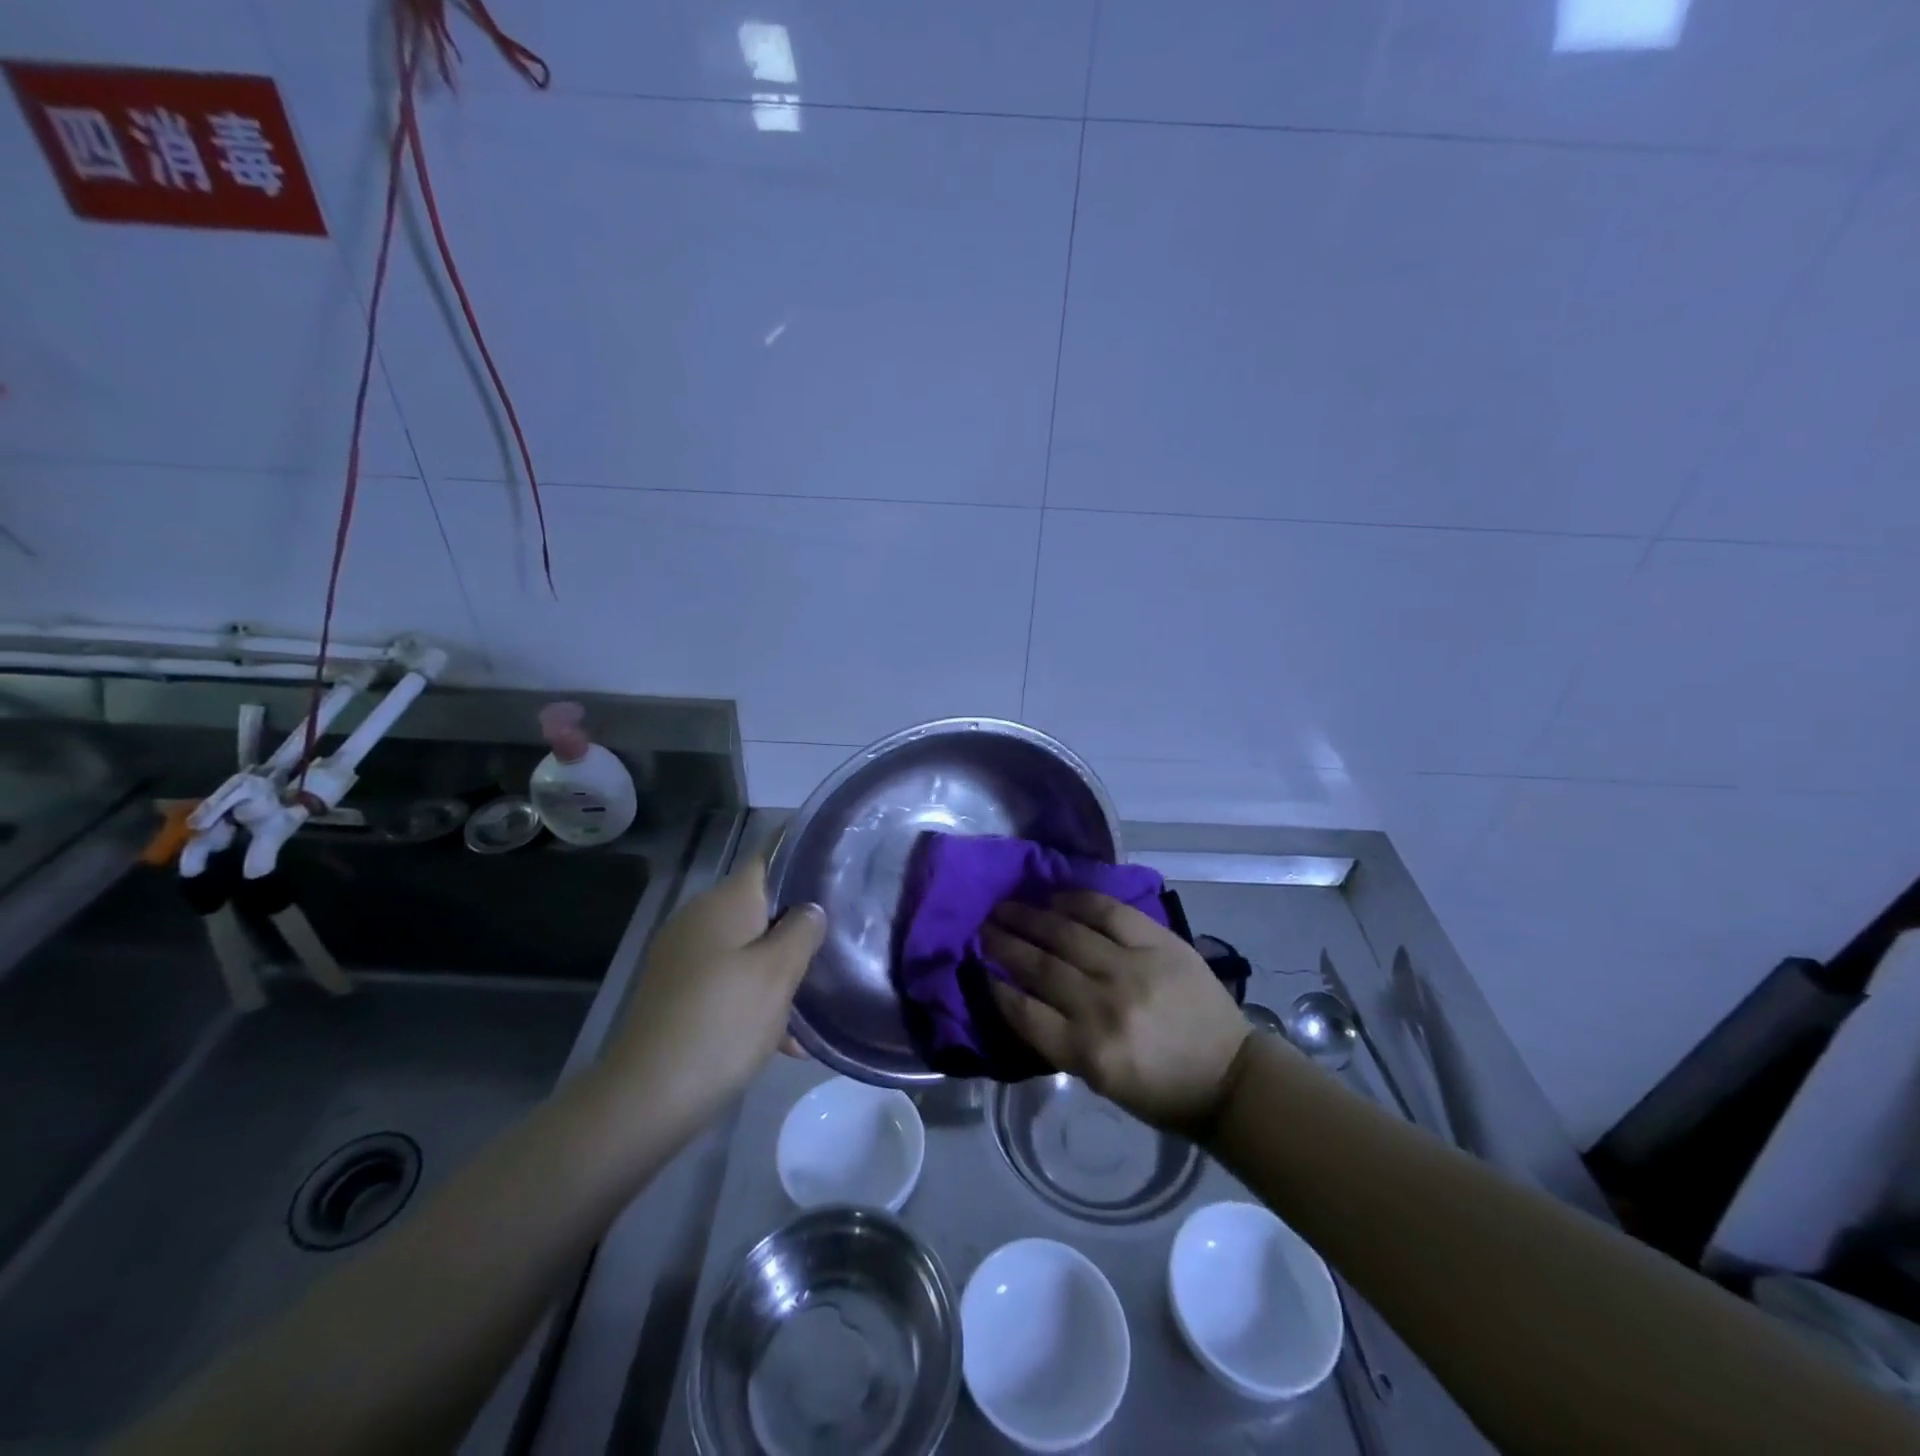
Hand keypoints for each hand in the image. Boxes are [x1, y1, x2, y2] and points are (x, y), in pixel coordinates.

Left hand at [595, 857, 824, 1126]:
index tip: (840, 870)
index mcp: (724, 901)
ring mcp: (683, 956)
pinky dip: (754, 999)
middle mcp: (700, 918)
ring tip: (814, 1007)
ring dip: (779, 971)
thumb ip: (802, 931)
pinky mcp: (676, 992)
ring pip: (747, 948)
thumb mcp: (778, 974)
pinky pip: (727, 980)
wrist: (647, 1097)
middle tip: (837, 947)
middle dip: (797, 927)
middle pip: (761, 907)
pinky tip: (783, 1041)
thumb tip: (809, 909)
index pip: (770, 856)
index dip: (804, 857)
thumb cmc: (723, 1023)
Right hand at [983, 893, 1251, 1135]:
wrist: (1228, 1075)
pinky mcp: (1158, 943)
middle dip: (1004, 943)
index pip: (1024, 1011)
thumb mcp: (1099, 1081)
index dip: (994, 985)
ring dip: (1029, 917)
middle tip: (982, 926)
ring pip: (1066, 934)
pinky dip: (1077, 901)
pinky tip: (1055, 897)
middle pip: (1039, 966)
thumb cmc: (1160, 1090)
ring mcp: (1132, 969)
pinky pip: (1108, 912)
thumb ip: (1058, 1039)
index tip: (977, 966)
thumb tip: (1019, 994)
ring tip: (1006, 906)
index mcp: (1088, 1052)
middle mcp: (1104, 1007)